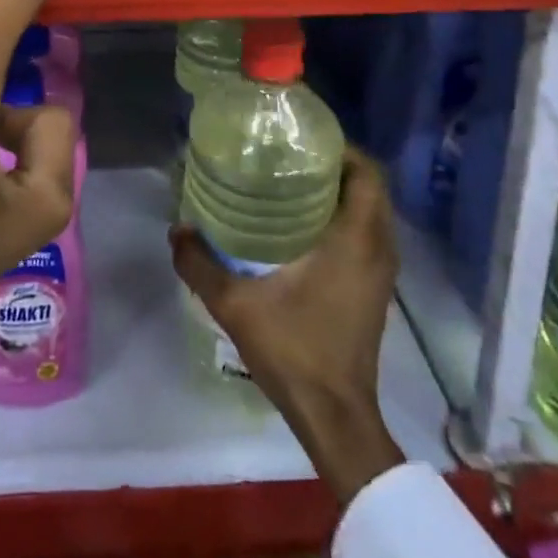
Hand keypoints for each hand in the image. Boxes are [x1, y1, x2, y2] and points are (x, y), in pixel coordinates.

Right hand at [169, 148, 404, 504]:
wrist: (335, 417)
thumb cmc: (295, 350)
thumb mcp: (235, 304)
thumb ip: (200, 264)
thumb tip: (176, 229)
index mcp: (357, 239)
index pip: (367, 172)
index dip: (340, 148)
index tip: (302, 140)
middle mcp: (378, 248)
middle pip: (369, 186)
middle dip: (334, 165)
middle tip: (289, 158)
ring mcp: (381, 271)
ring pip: (370, 212)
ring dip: (340, 193)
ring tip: (292, 184)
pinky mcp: (375, 289)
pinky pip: (367, 235)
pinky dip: (343, 219)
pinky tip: (302, 227)